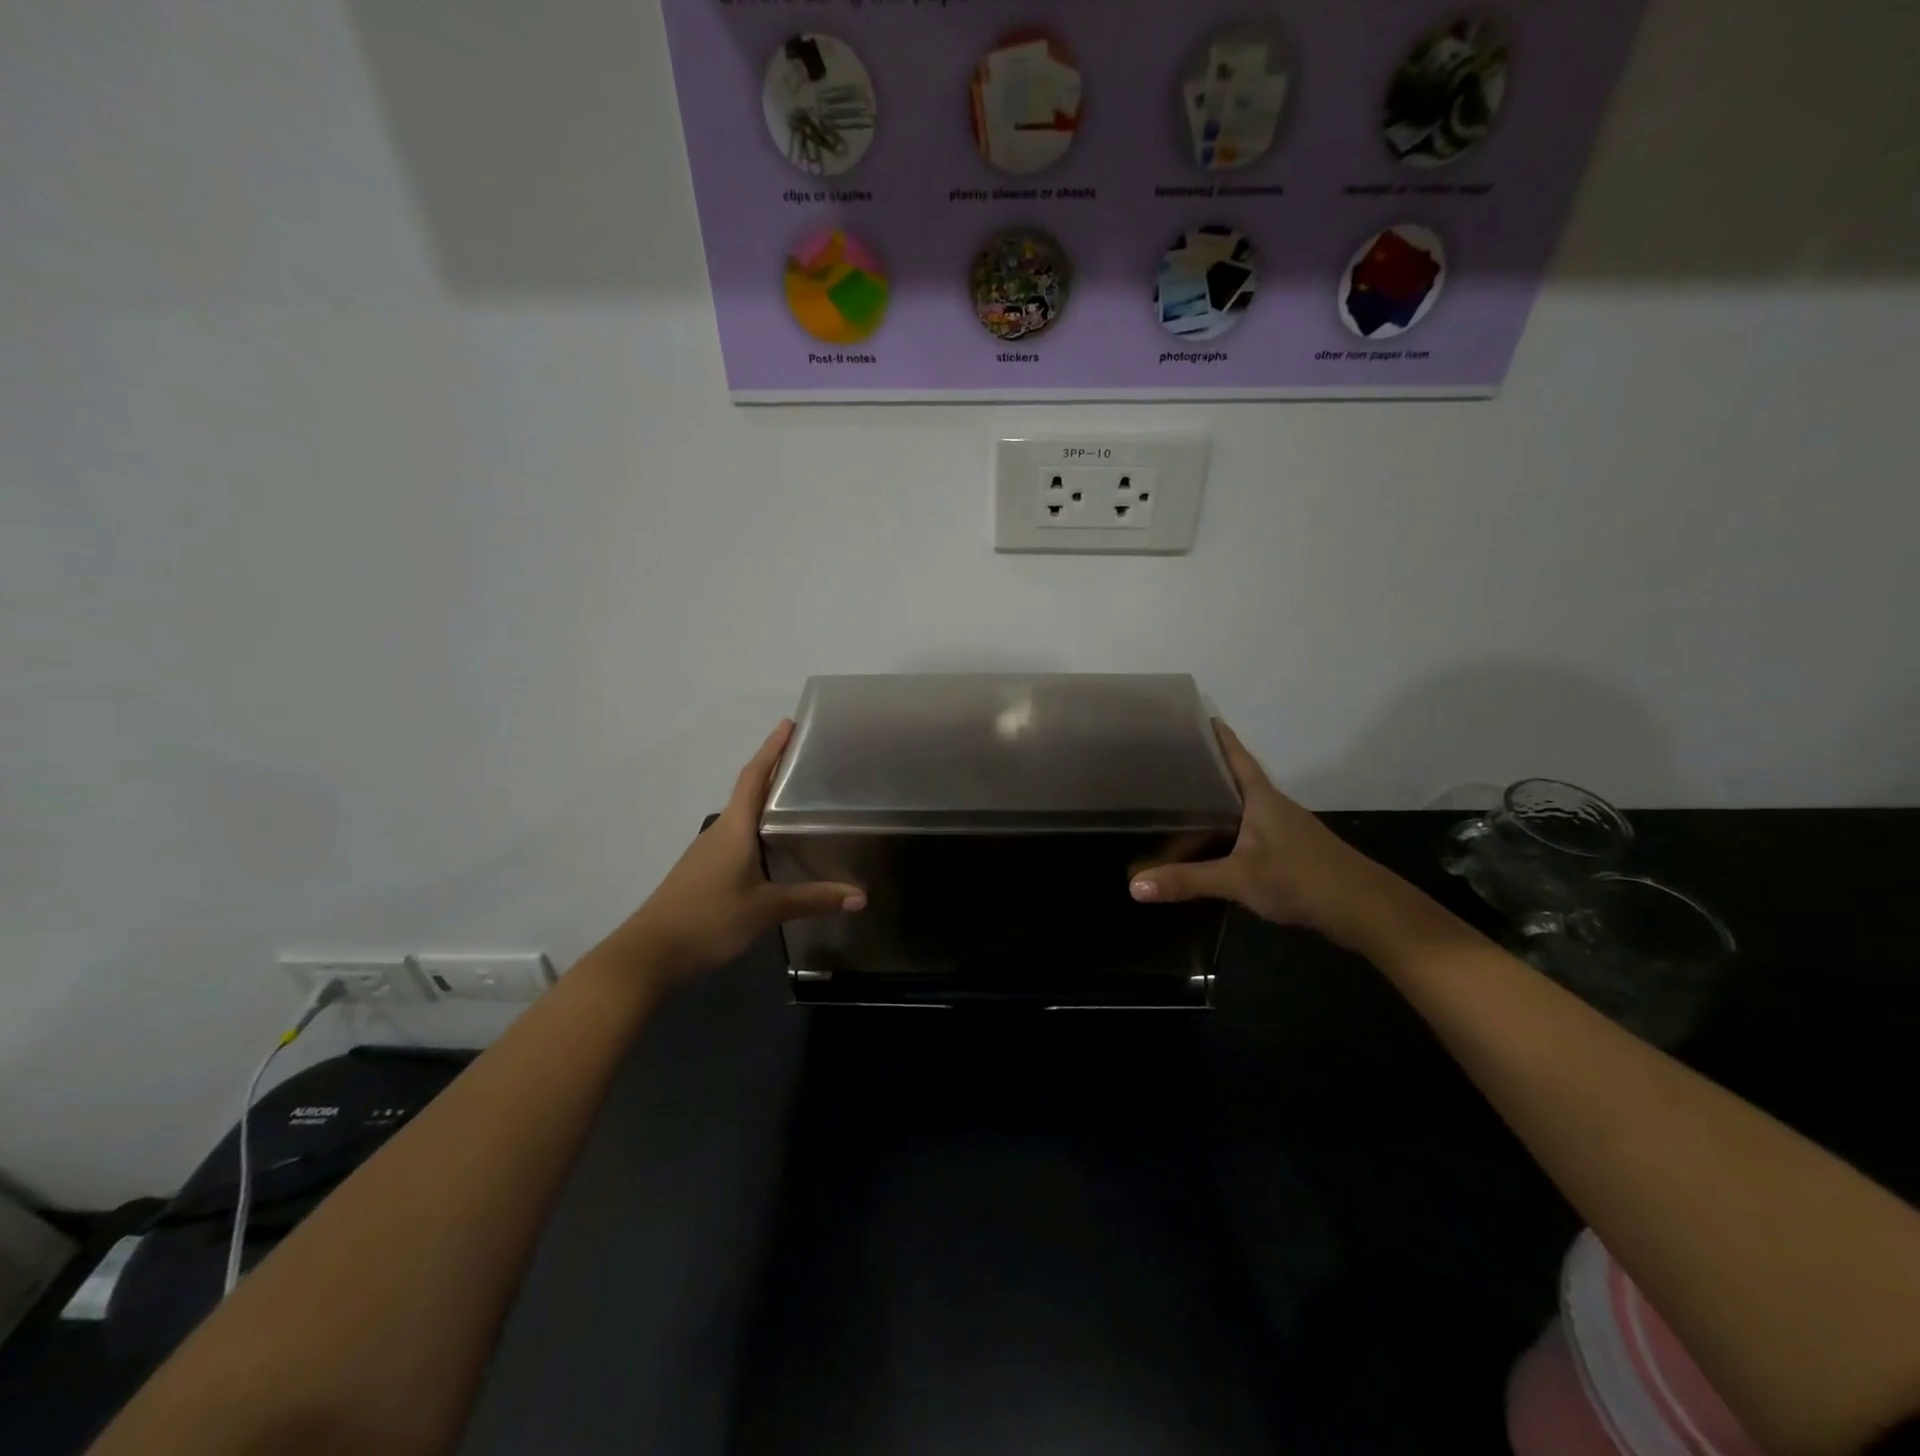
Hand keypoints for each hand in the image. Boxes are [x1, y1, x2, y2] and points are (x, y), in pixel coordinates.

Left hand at [626, 721, 864, 981]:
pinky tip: (776, 846)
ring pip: (743, 817)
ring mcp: (709, 852)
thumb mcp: (766, 909)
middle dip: (775, 771)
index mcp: (734, 828)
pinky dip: (759, 830)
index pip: (754, 777)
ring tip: (801, 799)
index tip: (789, 724)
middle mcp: (720, 831)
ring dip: (766, 801)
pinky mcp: (705, 872)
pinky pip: (738, 838)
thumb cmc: (709, 918)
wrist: (650, 954)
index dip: (771, 749)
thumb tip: (861, 896)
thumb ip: (813, 899)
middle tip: (808, 760)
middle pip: (750, 791)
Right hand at [1128, 720, 1401, 948]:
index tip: (1199, 716)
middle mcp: (1274, 807)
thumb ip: (1187, 880)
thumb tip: (1134, 886)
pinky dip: (1227, 832)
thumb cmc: (1300, 878)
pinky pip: (1249, 833)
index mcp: (1262, 798)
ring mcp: (1285, 831)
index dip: (1219, 737)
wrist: (1363, 910)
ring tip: (1180, 804)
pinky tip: (1210, 846)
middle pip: (1236, 781)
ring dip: (1217, 805)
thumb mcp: (1238, 879)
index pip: (1237, 757)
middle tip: (1169, 765)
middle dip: (1207, 771)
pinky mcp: (1290, 854)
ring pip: (1243, 810)